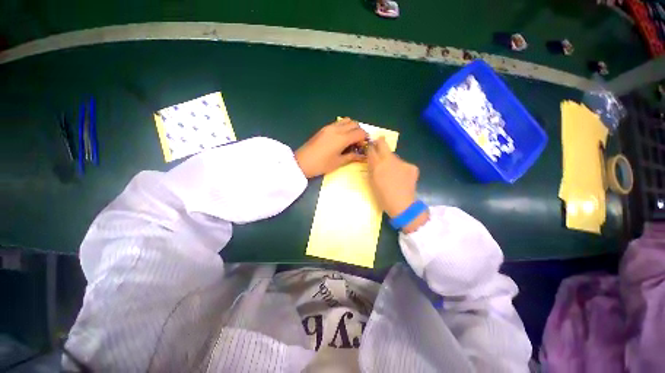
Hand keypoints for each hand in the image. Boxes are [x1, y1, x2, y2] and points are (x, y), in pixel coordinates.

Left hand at [295, 118, 367, 177]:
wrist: (302, 162)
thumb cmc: (321, 165)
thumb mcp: (338, 162)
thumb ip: (352, 157)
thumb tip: (363, 156)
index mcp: (342, 138)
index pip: (360, 133)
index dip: (365, 139)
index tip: (364, 146)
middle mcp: (337, 129)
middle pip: (354, 124)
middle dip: (359, 132)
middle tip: (358, 143)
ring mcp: (329, 127)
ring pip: (346, 121)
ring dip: (352, 127)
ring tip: (350, 139)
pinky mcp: (324, 128)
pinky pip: (338, 123)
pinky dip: (344, 127)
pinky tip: (341, 138)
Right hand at [367, 137, 428, 232]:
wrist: (402, 205)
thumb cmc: (382, 197)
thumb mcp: (372, 182)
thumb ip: (371, 169)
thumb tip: (371, 160)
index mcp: (377, 165)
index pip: (371, 150)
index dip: (370, 147)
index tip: (370, 146)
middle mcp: (389, 160)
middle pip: (383, 144)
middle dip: (380, 142)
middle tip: (379, 142)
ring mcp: (402, 162)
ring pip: (394, 156)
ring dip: (391, 160)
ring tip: (392, 172)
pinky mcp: (412, 166)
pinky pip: (403, 164)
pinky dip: (401, 169)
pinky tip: (402, 177)